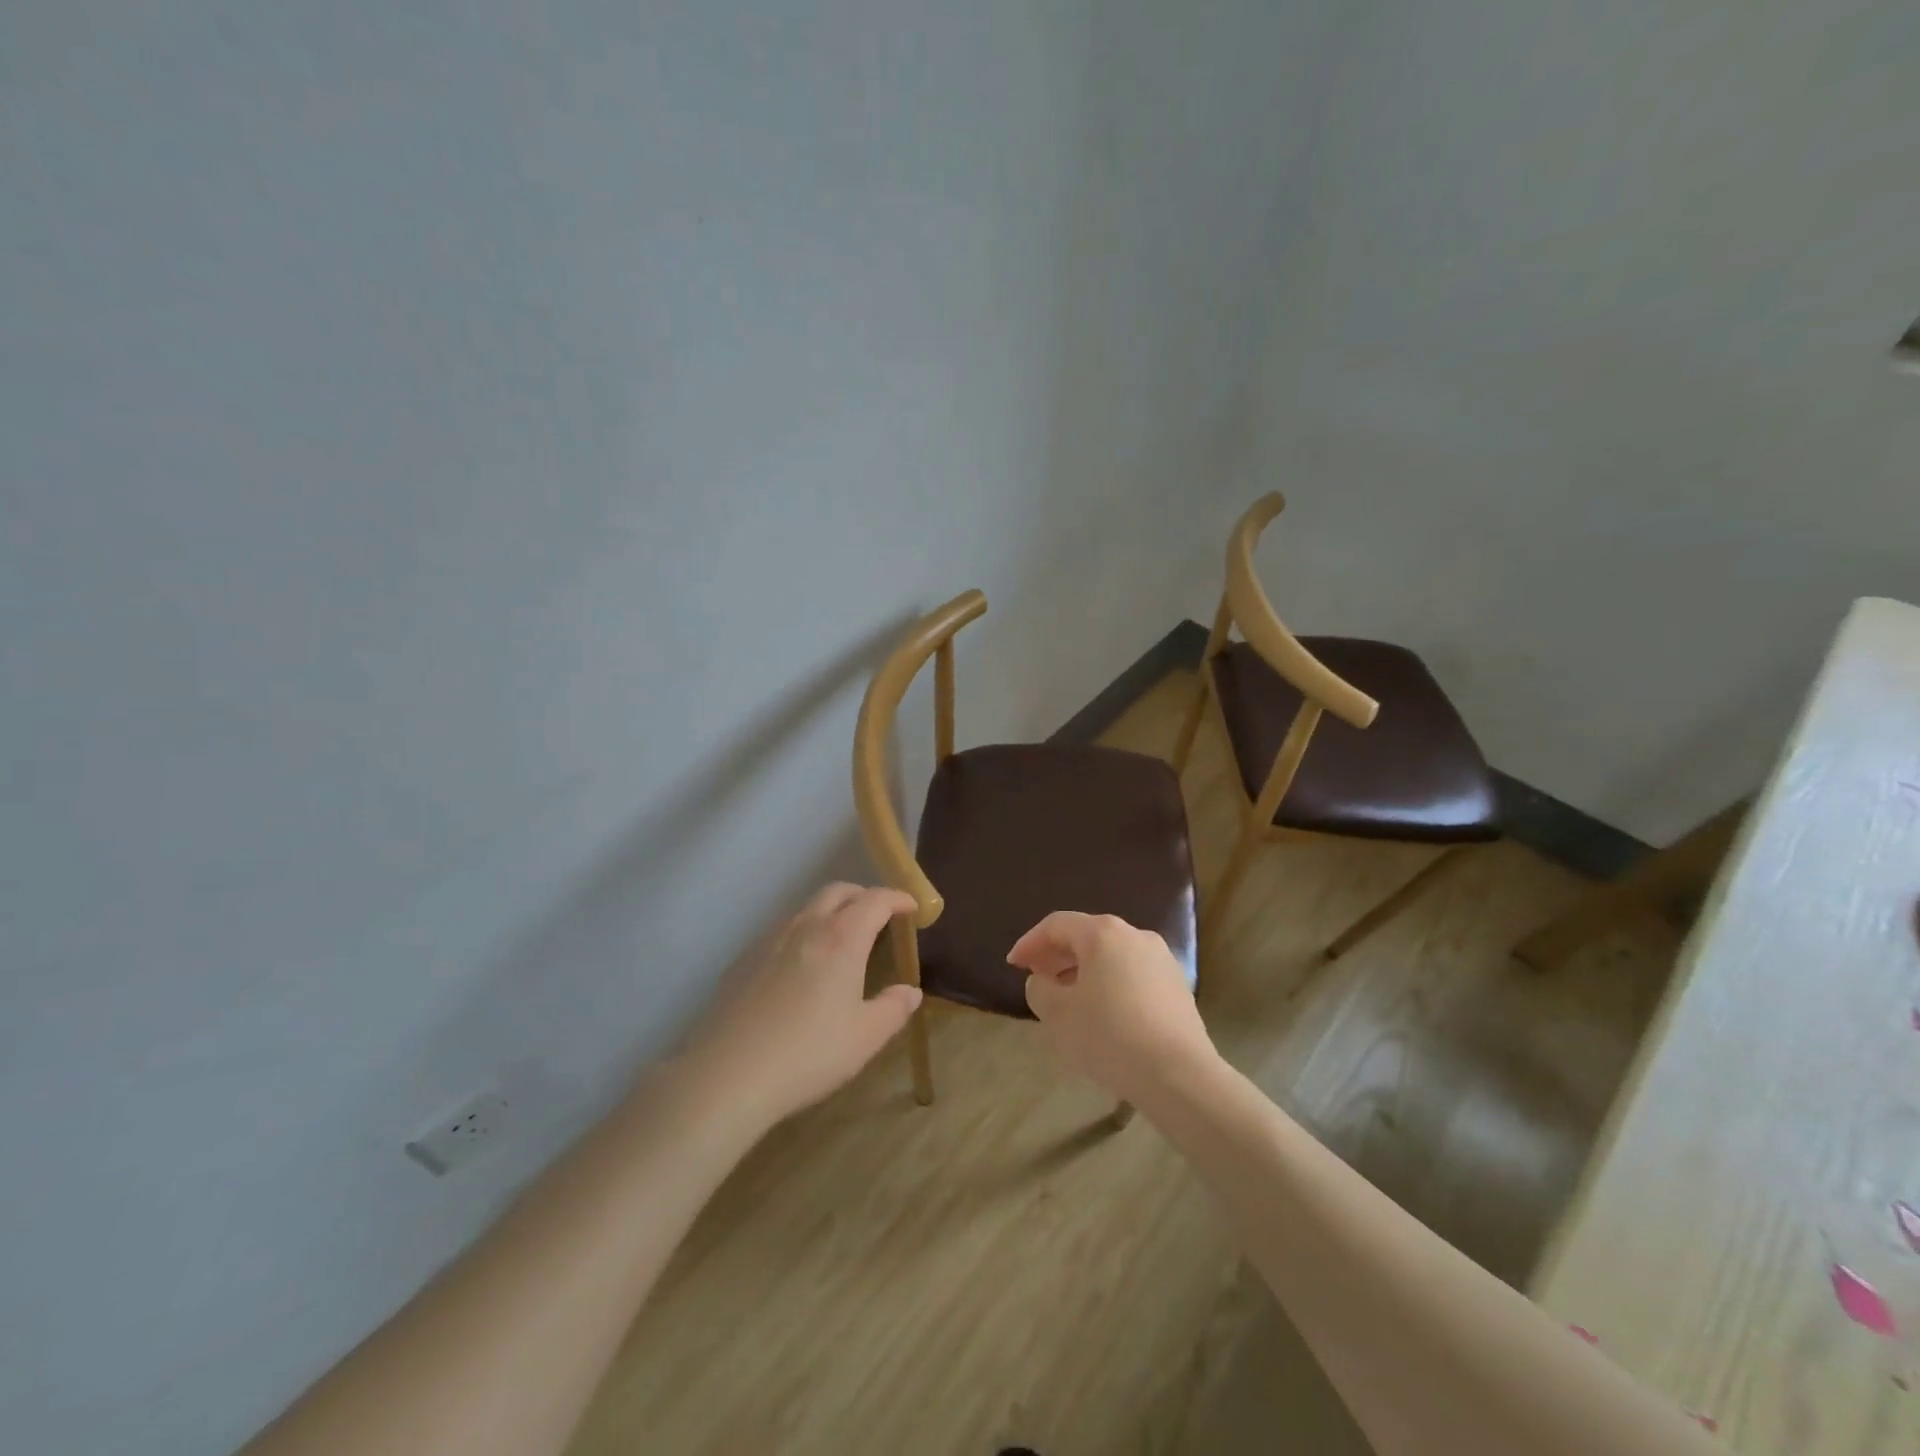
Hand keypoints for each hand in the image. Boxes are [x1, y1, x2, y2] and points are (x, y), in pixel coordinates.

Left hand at [676, 883, 922, 1125]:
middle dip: (863, 896)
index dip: (897, 899)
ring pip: (806, 907)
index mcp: (842, 938)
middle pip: (838, 891)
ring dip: (831, 911)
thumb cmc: (808, 1054)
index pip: (875, 900)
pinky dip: (802, 932)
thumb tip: (910, 992)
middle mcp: (806, 926)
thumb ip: (893, 1009)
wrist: (728, 1075)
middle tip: (878, 917)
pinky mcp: (743, 958)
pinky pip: (781, 930)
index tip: (911, 908)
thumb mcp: (865, 1038)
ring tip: (841, 940)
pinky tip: (800, 966)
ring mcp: (770, 939)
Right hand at [1008, 911, 1216, 1105]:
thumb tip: (1043, 980)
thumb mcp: (1058, 1014)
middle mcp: (1134, 935)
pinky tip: (1102, 1011)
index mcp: (1103, 933)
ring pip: (1111, 955)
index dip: (1030, 942)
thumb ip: (1039, 989)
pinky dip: (1109, 982)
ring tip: (1067, 997)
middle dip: (1057, 955)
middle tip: (1037, 978)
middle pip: (1086, 935)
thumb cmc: (1110, 1036)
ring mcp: (1161, 959)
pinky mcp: (1177, 985)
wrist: (1179, 1075)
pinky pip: (1132, 973)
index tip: (1013, 965)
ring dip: (1083, 970)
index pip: (1056, 925)